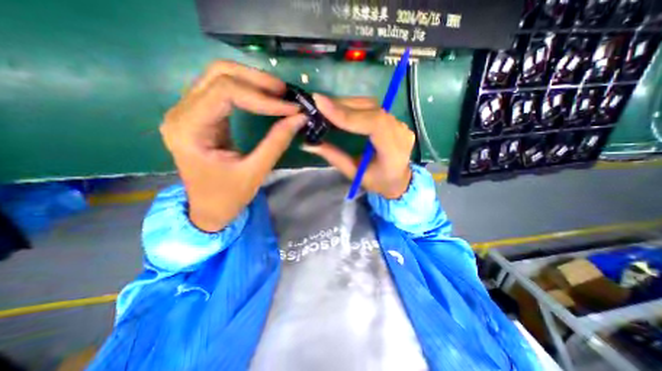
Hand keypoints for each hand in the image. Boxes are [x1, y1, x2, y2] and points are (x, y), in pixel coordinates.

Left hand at [159, 61, 303, 231]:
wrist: (208, 208)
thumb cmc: (228, 196)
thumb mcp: (256, 171)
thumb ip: (277, 142)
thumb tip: (299, 118)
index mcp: (189, 130)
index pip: (225, 93)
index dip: (263, 97)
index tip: (291, 108)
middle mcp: (182, 112)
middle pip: (219, 74)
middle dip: (258, 80)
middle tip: (286, 94)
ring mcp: (188, 111)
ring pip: (220, 76)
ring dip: (253, 81)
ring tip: (280, 94)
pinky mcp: (201, 114)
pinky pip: (223, 89)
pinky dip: (248, 89)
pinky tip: (266, 98)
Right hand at [302, 95, 411, 201]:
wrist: (399, 180)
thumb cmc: (377, 182)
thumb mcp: (354, 173)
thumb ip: (334, 157)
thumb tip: (309, 144)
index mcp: (393, 151)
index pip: (374, 124)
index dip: (348, 114)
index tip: (322, 106)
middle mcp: (400, 133)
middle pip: (372, 109)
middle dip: (343, 105)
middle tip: (319, 103)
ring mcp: (400, 124)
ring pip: (372, 105)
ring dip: (347, 103)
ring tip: (326, 105)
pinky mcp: (395, 120)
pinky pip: (373, 108)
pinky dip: (354, 106)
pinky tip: (340, 108)